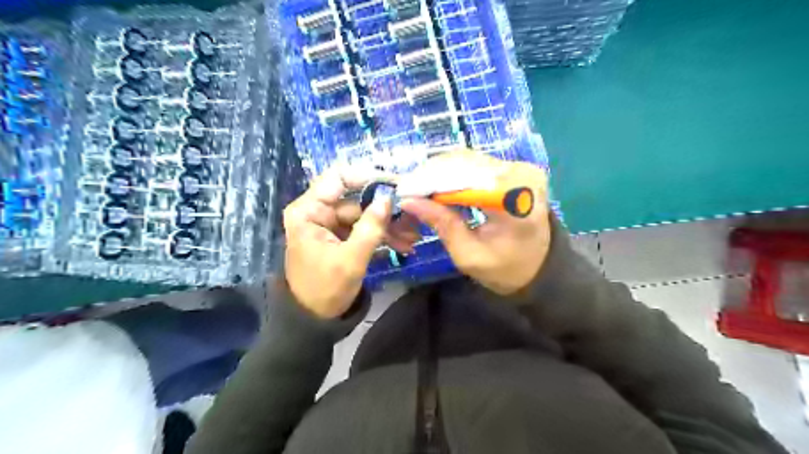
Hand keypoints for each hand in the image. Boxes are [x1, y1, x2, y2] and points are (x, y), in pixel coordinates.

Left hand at [282, 167, 416, 318]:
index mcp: (309, 211)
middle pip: (357, 199)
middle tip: (412, 219)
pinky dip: (383, 235)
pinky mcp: (341, 237)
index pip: (338, 178)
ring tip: (412, 238)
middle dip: (385, 210)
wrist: (314, 319)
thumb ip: (371, 228)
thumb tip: (388, 198)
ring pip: (365, 215)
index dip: (367, 177)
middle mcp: (318, 211)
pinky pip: (365, 228)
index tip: (395, 184)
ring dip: (389, 226)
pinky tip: (403, 244)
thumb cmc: (325, 289)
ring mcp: (331, 224)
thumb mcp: (350, 259)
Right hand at [397, 151, 549, 293]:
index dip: (431, 183)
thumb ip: (442, 225)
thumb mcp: (469, 254)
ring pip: (467, 159)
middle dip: (432, 175)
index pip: (465, 180)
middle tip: (407, 191)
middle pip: (465, 164)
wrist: (538, 265)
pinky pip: (475, 163)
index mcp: (516, 198)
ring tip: (418, 189)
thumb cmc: (505, 267)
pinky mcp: (514, 167)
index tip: (404, 193)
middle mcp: (521, 173)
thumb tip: (408, 201)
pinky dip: (453, 173)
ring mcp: (520, 167)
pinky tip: (437, 185)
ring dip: (439, 172)